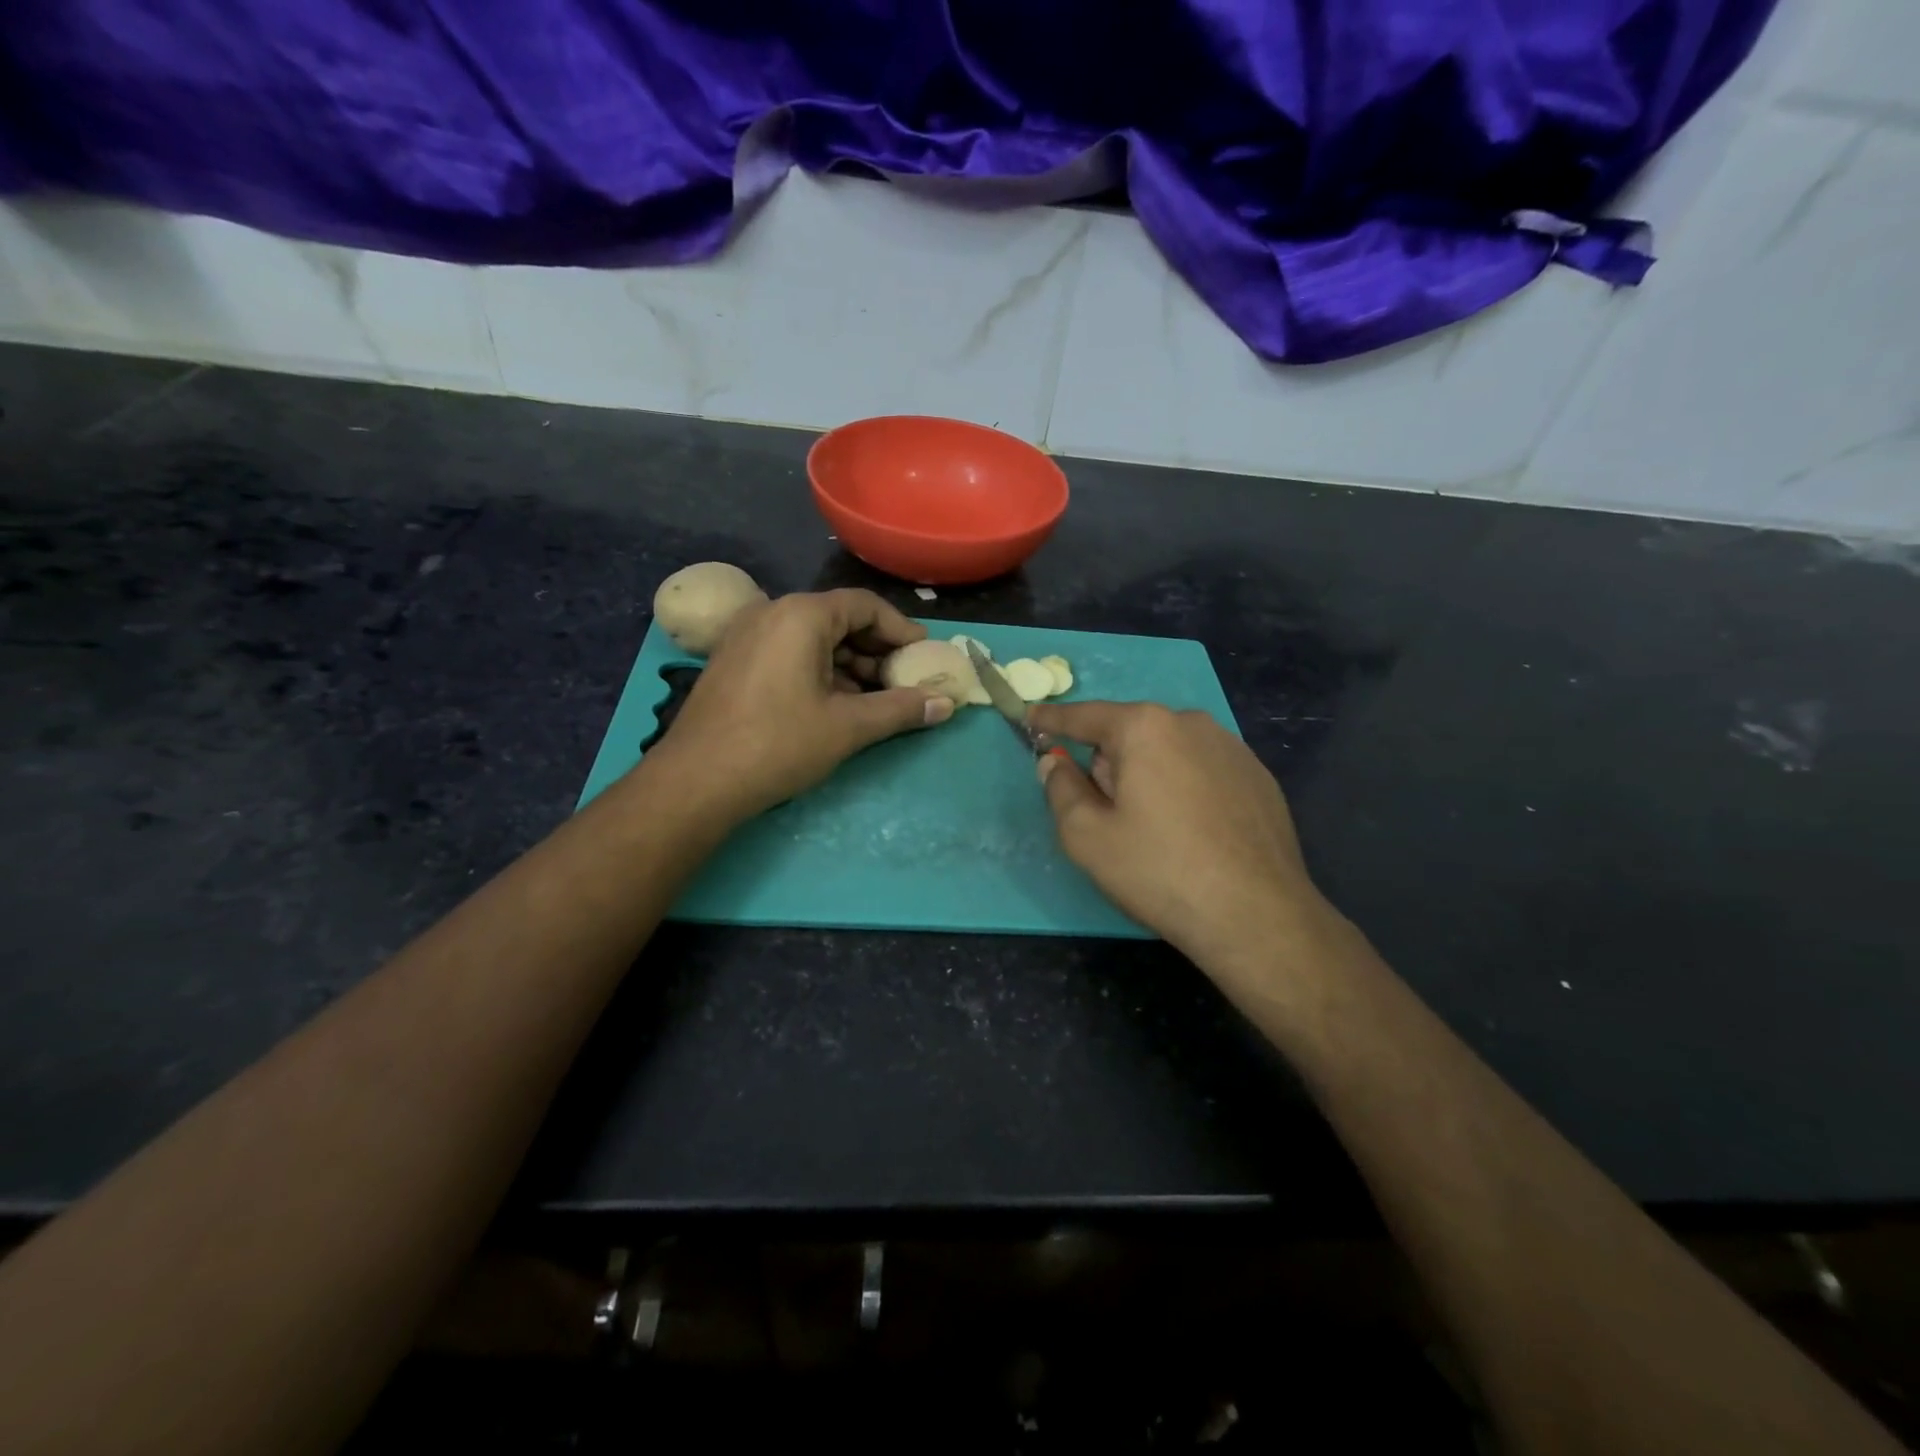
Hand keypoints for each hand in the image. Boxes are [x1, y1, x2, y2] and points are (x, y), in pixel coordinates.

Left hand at [654, 589, 952, 822]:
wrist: (697, 781)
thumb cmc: (778, 744)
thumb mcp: (849, 726)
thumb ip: (901, 709)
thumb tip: (946, 705)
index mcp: (801, 615)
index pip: (866, 606)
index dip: (902, 631)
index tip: (924, 658)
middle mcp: (772, 612)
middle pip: (839, 620)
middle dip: (877, 652)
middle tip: (904, 683)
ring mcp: (747, 636)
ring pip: (813, 639)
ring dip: (850, 665)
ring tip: (876, 700)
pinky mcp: (734, 661)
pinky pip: (789, 653)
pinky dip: (820, 672)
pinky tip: (836, 705)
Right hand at [1028, 701, 1326, 965]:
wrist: (1256, 914)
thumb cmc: (1159, 870)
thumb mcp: (1087, 836)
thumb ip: (1060, 788)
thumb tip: (1054, 762)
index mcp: (1144, 728)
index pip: (1084, 716)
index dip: (1052, 721)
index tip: (1030, 718)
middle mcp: (1190, 723)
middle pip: (1129, 735)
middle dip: (1109, 763)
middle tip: (1108, 815)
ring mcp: (1232, 747)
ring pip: (1168, 752)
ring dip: (1149, 775)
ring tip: (1155, 831)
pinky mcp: (1258, 776)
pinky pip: (1202, 770)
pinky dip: (1185, 788)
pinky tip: (1193, 834)